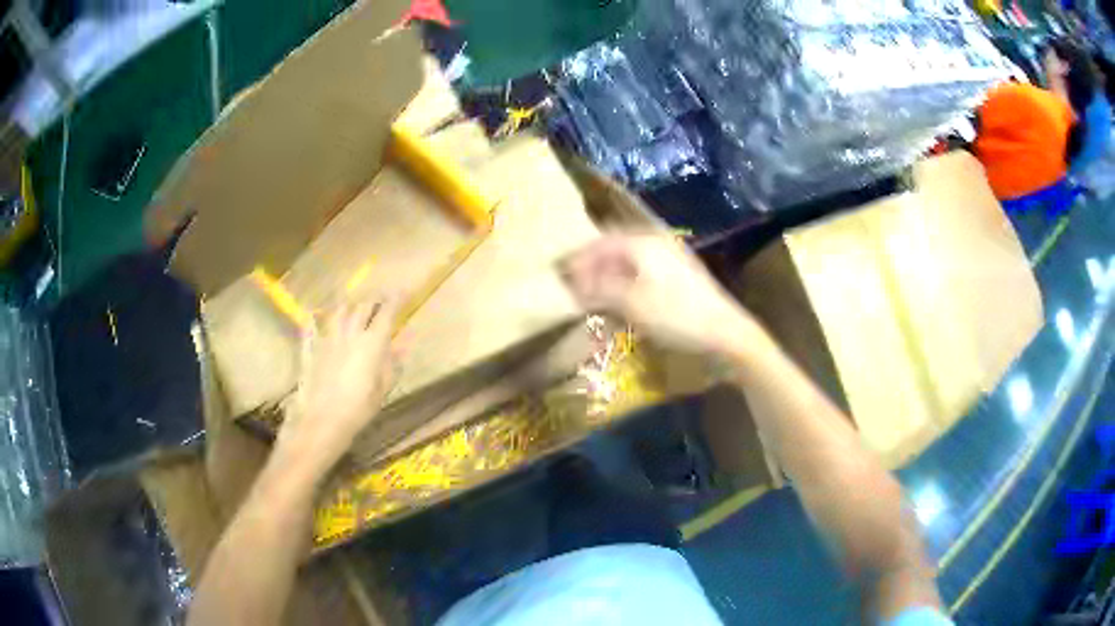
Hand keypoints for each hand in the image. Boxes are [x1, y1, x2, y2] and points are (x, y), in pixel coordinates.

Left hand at [275, 295, 400, 478]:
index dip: (396, 300)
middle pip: (363, 306)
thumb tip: (403, 345)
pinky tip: (318, 318)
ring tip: (354, 307)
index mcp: (372, 343)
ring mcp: (328, 338)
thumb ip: (392, 364)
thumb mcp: (383, 389)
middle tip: (380, 301)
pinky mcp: (312, 348)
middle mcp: (350, 333)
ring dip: (350, 306)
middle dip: (374, 300)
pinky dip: (320, 319)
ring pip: (339, 311)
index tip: (403, 292)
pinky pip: (315, 326)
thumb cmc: (359, 408)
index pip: (387, 313)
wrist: (323, 418)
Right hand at [560, 235, 759, 355]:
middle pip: (615, 249)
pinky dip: (627, 283)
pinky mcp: (680, 277)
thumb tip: (574, 286)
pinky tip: (621, 301)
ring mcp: (671, 259)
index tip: (561, 277)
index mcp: (643, 242)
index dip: (578, 259)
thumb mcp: (631, 304)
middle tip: (575, 287)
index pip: (600, 243)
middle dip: (593, 266)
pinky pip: (644, 273)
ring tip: (594, 296)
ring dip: (609, 276)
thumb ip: (599, 290)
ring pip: (629, 261)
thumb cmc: (677, 315)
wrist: (726, 333)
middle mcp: (657, 243)